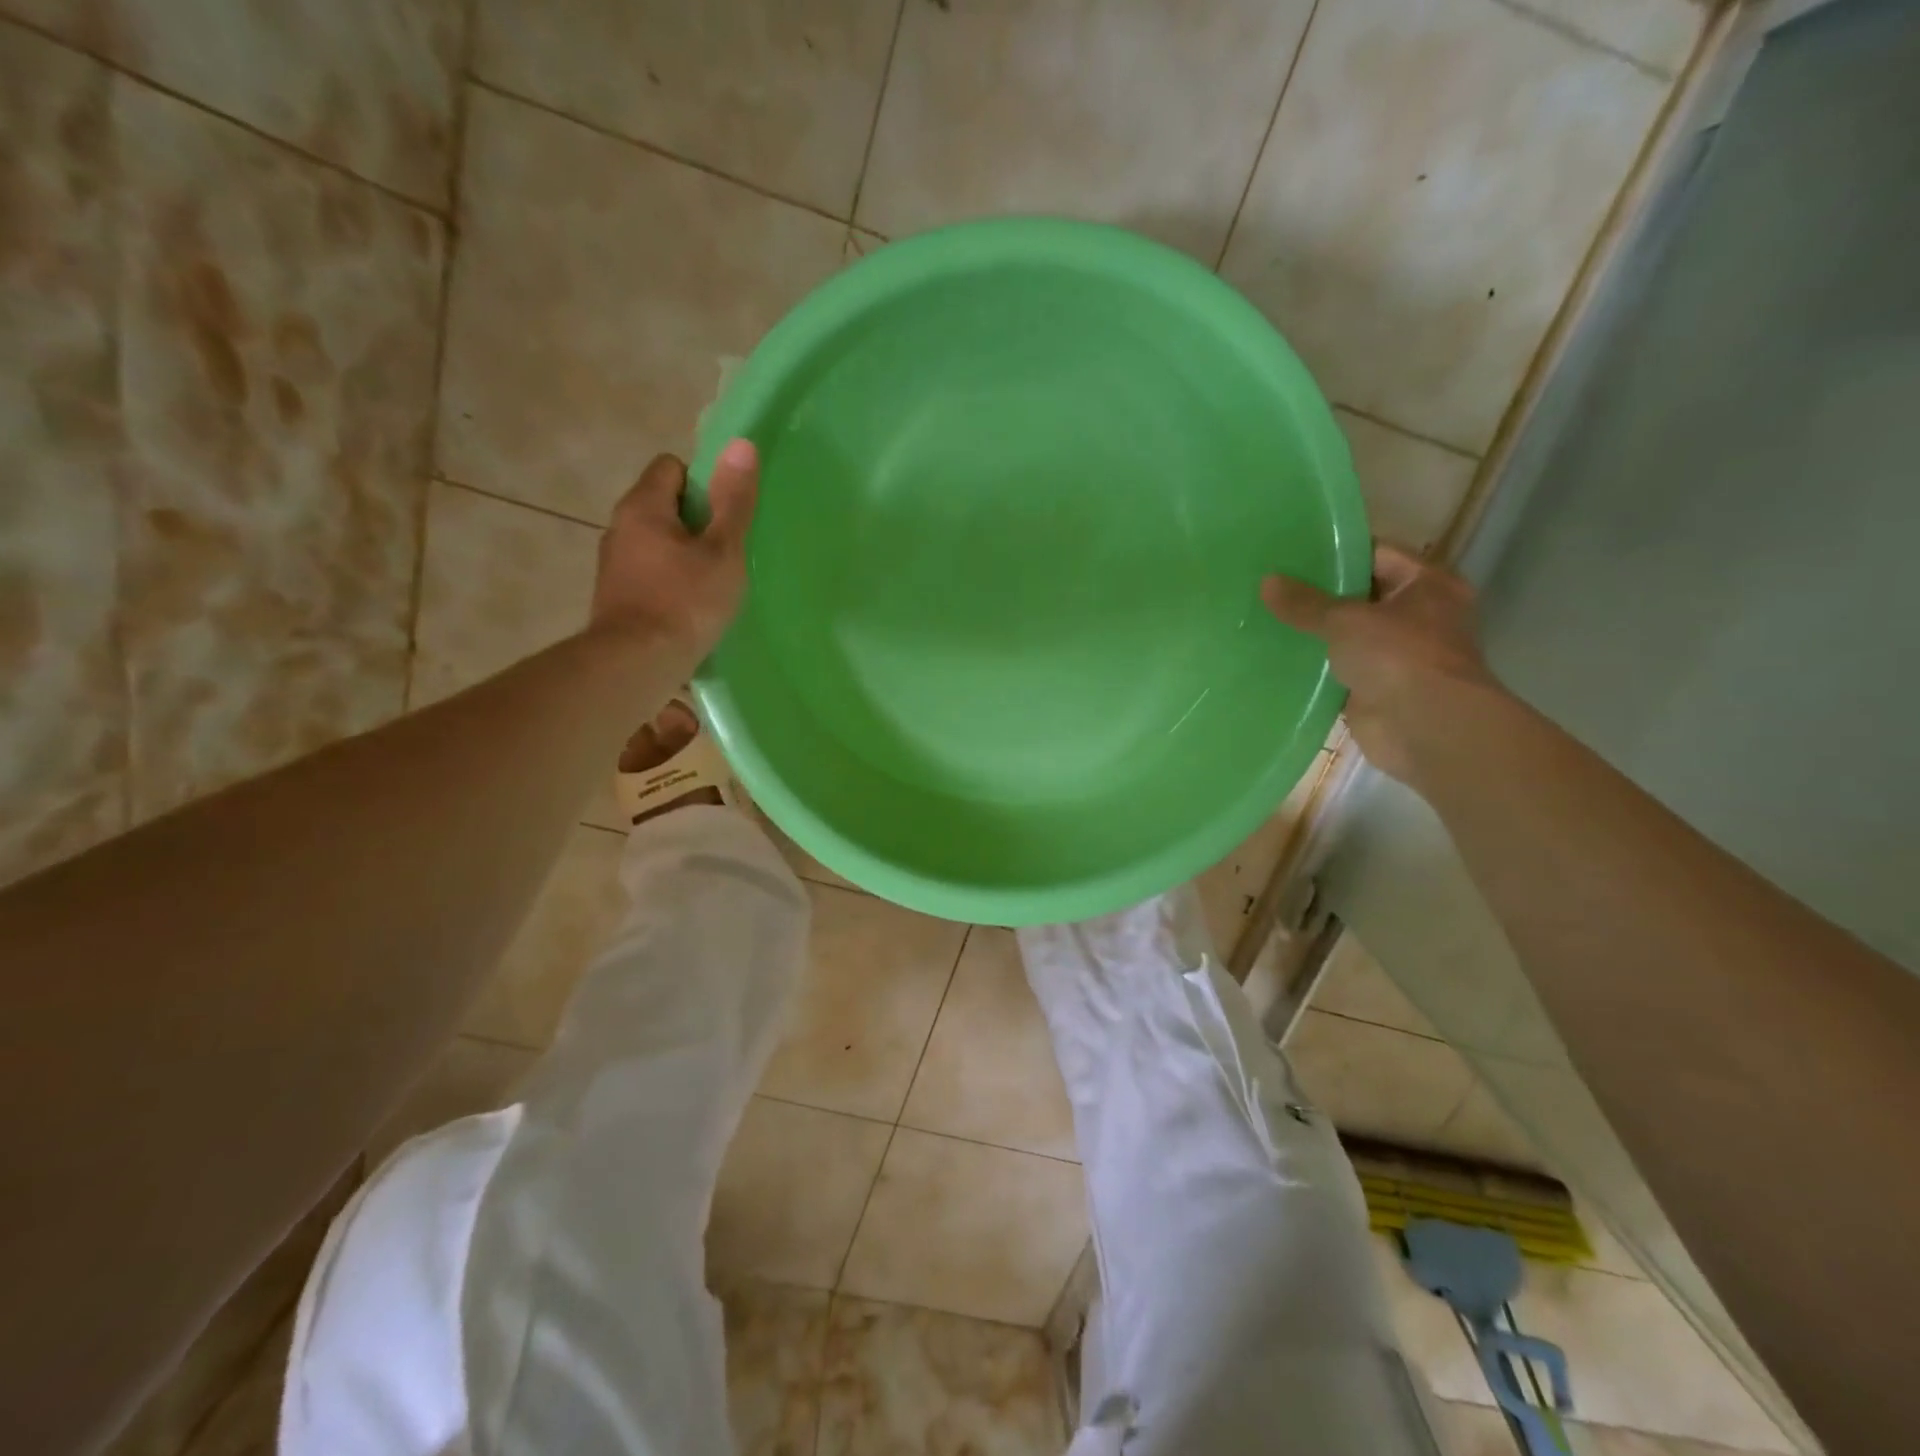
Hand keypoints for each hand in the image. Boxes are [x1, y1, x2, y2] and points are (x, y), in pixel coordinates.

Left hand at [590, 439, 757, 655]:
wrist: (636, 664)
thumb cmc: (685, 602)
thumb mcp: (722, 551)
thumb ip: (733, 501)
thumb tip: (741, 445)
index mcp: (642, 506)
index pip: (671, 467)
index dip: (703, 482)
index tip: (726, 514)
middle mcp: (619, 527)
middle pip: (662, 504)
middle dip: (695, 521)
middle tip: (726, 550)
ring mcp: (613, 564)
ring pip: (655, 541)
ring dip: (682, 553)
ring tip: (712, 581)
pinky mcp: (615, 596)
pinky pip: (648, 571)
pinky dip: (669, 580)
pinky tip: (690, 606)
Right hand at [1261, 544, 1498, 784]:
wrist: (1425, 728)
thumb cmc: (1399, 657)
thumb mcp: (1346, 620)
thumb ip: (1305, 603)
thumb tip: (1266, 582)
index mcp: (1427, 584)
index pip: (1376, 554)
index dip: (1335, 552)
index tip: (1291, 553)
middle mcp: (1418, 615)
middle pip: (1360, 595)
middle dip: (1319, 594)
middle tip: (1271, 585)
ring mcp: (1398, 655)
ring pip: (1347, 634)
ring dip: (1315, 632)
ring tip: (1266, 617)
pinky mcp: (1377, 688)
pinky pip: (1339, 669)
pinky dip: (1314, 666)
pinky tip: (1277, 657)